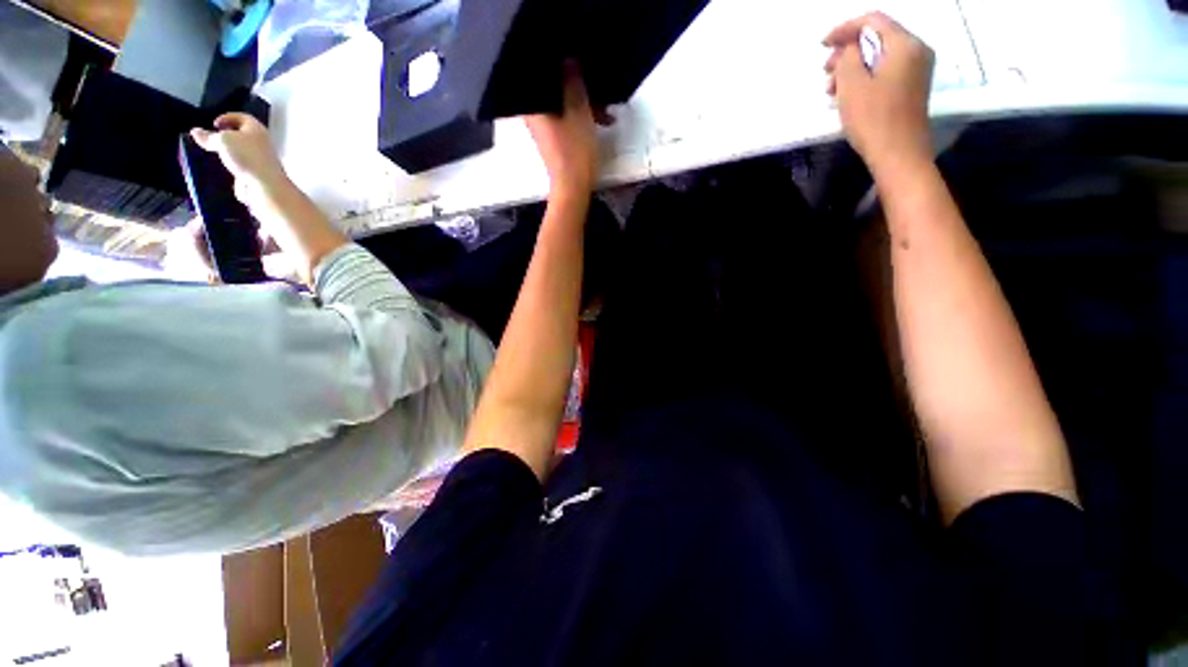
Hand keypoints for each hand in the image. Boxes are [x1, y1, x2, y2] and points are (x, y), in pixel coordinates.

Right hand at [190, 113, 290, 214]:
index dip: (227, 117)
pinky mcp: (256, 175)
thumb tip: (196, 131)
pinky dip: (229, 168)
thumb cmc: (246, 156)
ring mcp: (260, 161)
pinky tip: (217, 170)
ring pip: (240, 153)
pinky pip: (240, 168)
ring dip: (226, 153)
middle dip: (225, 136)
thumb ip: (208, 136)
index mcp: (257, 130)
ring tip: (209, 154)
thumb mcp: (223, 140)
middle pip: (241, 136)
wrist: (265, 186)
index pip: (243, 117)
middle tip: (209, 139)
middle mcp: (261, 143)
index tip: (214, 124)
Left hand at [525, 64, 607, 197]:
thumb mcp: (578, 111)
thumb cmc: (573, 150)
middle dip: (576, 88)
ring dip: (583, 105)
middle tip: (595, 88)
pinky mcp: (554, 140)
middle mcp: (533, 115)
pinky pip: (566, 120)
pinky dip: (580, 118)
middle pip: (553, 91)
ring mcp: (543, 130)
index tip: (575, 63)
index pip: (540, 74)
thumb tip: (567, 59)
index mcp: (532, 106)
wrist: (572, 188)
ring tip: (605, 112)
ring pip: (562, 106)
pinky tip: (599, 121)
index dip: (558, 66)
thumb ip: (573, 82)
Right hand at [824, 12, 935, 174]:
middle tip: (826, 70)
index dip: (845, 29)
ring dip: (853, 67)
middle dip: (848, 50)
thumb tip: (849, 49)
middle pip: (878, 37)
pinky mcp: (912, 87)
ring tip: (831, 89)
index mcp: (905, 44)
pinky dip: (865, 77)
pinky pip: (885, 71)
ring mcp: (917, 70)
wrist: (898, 154)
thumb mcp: (852, 85)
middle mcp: (916, 50)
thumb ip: (848, 58)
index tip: (822, 45)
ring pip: (880, 56)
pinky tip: (848, 94)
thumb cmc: (873, 119)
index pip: (873, 21)